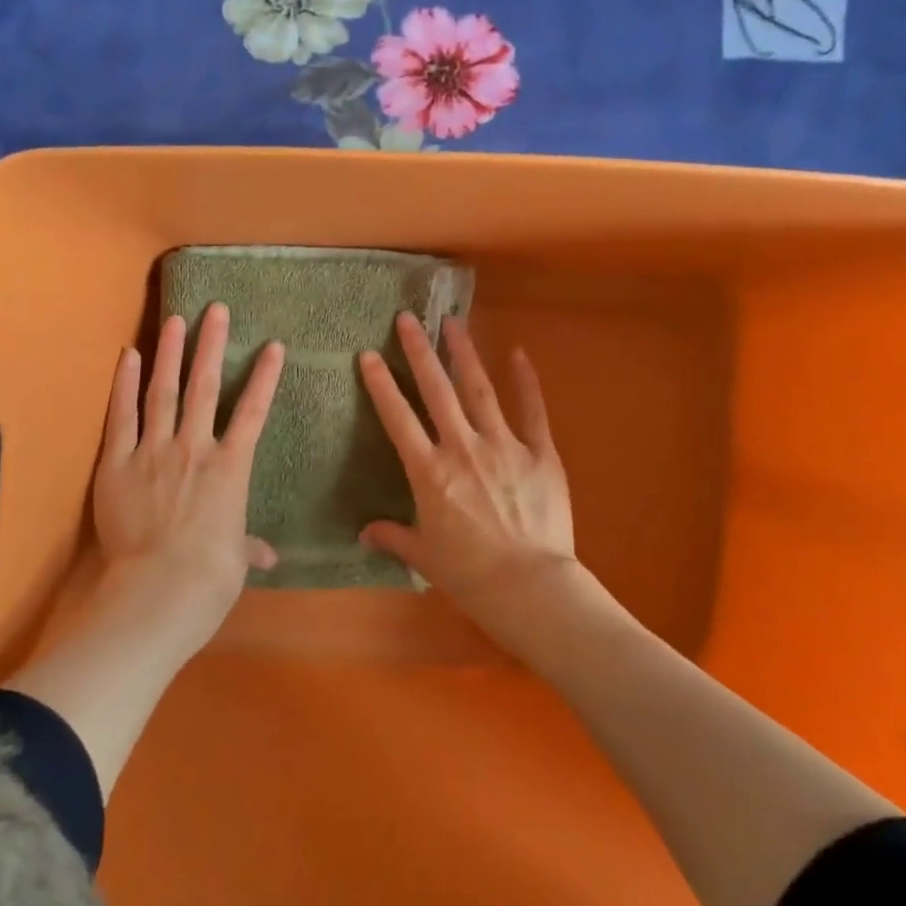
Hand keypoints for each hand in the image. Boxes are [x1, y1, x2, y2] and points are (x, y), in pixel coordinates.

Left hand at [93, 302, 283, 659]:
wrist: (160, 590)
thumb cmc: (210, 577)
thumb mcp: (236, 560)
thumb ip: (248, 547)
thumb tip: (268, 557)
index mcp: (231, 468)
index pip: (253, 412)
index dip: (265, 377)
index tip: (274, 345)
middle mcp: (195, 447)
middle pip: (206, 386)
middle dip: (212, 345)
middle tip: (216, 310)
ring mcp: (154, 451)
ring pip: (164, 391)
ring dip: (170, 353)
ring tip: (175, 319)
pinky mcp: (117, 463)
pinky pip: (121, 416)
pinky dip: (124, 384)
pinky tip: (127, 355)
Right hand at [359, 313, 582, 650]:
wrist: (530, 587)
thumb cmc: (470, 575)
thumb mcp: (424, 556)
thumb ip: (394, 536)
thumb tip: (364, 533)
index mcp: (430, 472)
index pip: (398, 419)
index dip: (381, 385)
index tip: (367, 355)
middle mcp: (462, 448)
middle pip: (436, 391)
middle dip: (419, 352)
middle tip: (408, 318)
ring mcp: (504, 446)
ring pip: (479, 390)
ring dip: (464, 354)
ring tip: (453, 322)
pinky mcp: (540, 453)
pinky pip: (532, 411)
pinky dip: (526, 381)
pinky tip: (518, 353)